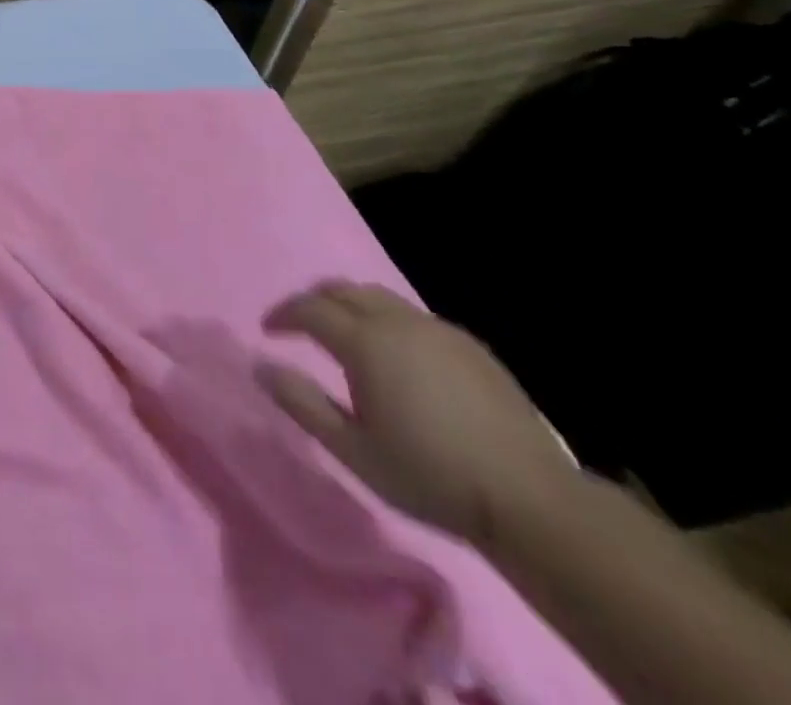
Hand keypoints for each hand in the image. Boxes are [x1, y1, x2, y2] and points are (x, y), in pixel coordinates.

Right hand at [257, 282, 575, 547]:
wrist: (531, 501)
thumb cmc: (429, 475)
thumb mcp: (352, 449)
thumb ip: (301, 403)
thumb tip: (260, 365)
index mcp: (365, 342)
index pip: (308, 308)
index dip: (283, 315)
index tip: (269, 331)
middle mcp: (398, 322)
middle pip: (342, 289)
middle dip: (314, 301)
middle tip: (301, 326)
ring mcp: (438, 330)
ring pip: (379, 297)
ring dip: (351, 306)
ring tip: (345, 337)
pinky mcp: (470, 345)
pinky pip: (413, 316)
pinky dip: (388, 322)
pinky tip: (397, 357)